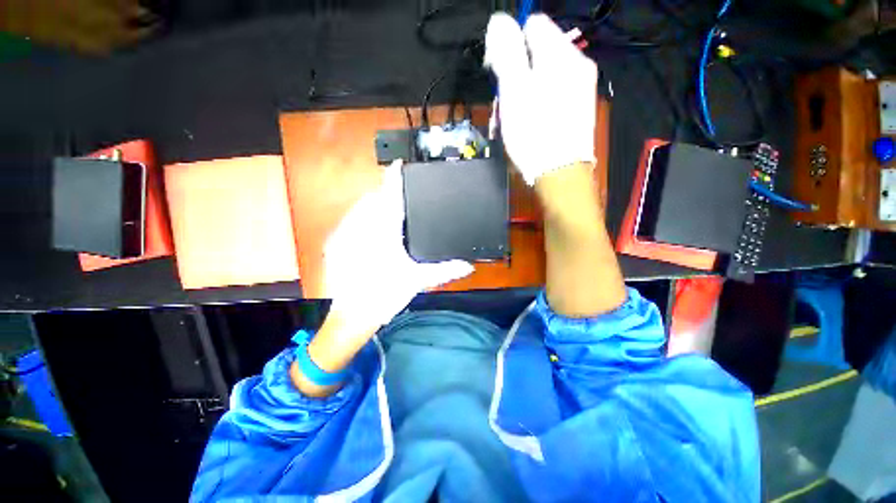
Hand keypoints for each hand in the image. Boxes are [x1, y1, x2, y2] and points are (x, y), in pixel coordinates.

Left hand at [322, 160, 473, 334]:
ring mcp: (344, 235)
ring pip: (358, 209)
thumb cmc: (386, 295)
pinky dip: (360, 218)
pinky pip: (348, 221)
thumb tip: (468, 267)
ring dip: (372, 206)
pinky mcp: (334, 244)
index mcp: (383, 234)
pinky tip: (369, 231)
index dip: (394, 179)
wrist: (351, 316)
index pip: (390, 198)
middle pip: (372, 199)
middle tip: (398, 199)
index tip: (398, 164)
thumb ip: (444, 270)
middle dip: (384, 194)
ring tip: (386, 215)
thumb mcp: (417, 281)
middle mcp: (361, 229)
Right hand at [485, 13, 596, 184]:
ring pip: (543, 76)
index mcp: (560, 53)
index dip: (510, 43)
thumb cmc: (534, 133)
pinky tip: (528, 123)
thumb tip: (499, 21)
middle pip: (537, 52)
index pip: (532, 24)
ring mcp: (579, 88)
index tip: (498, 70)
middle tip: (504, 102)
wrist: (559, 173)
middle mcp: (576, 64)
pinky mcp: (577, 109)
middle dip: (516, 73)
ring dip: (523, 91)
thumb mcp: (514, 90)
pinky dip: (536, 103)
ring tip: (513, 118)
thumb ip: (507, 51)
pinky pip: (552, 94)